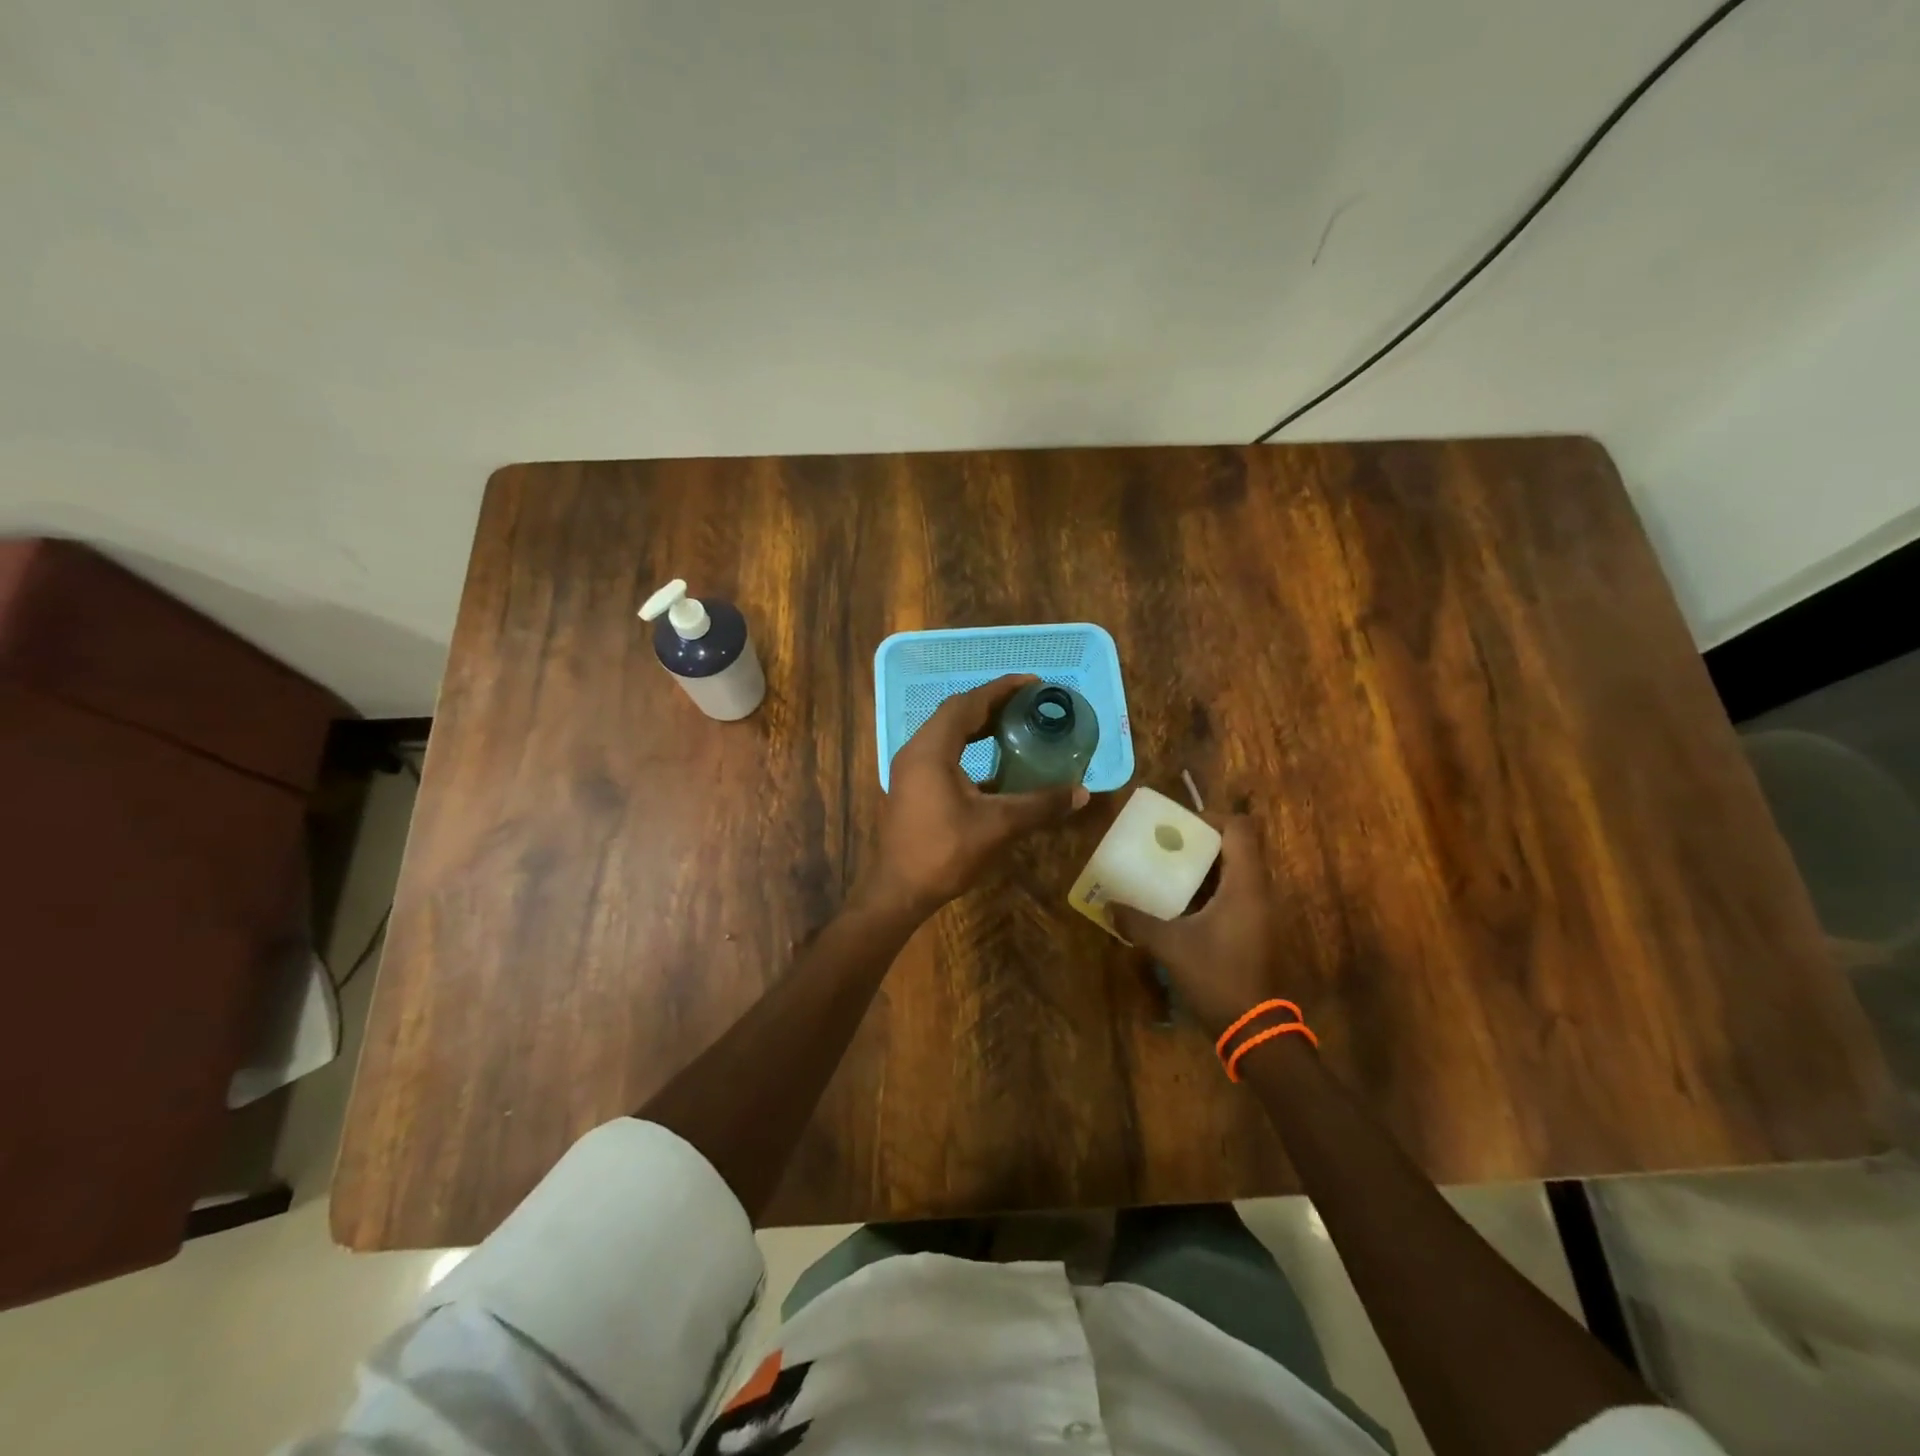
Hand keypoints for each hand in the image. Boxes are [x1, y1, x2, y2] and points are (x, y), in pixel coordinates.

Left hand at [858, 674, 1089, 915]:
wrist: (899, 891)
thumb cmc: (944, 853)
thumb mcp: (997, 826)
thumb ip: (1040, 804)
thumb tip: (1082, 792)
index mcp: (931, 750)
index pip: (967, 704)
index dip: (1001, 689)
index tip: (1033, 683)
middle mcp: (916, 751)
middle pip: (955, 713)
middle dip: (992, 703)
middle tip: (1028, 703)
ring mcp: (911, 769)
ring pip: (947, 732)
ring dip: (978, 724)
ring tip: (1015, 724)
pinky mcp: (912, 786)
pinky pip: (942, 752)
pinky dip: (968, 746)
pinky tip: (994, 761)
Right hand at [1109, 815, 1298, 1039]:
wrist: (1253, 1028)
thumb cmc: (1217, 976)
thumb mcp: (1171, 946)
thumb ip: (1138, 922)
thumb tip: (1108, 906)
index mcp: (1244, 885)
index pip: (1238, 829)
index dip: (1209, 818)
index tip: (1177, 826)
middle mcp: (1256, 891)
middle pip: (1235, 847)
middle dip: (1199, 841)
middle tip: (1164, 845)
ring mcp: (1257, 911)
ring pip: (1233, 871)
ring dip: (1202, 866)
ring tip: (1166, 869)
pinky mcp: (1253, 929)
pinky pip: (1232, 893)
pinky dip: (1207, 888)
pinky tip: (1178, 903)